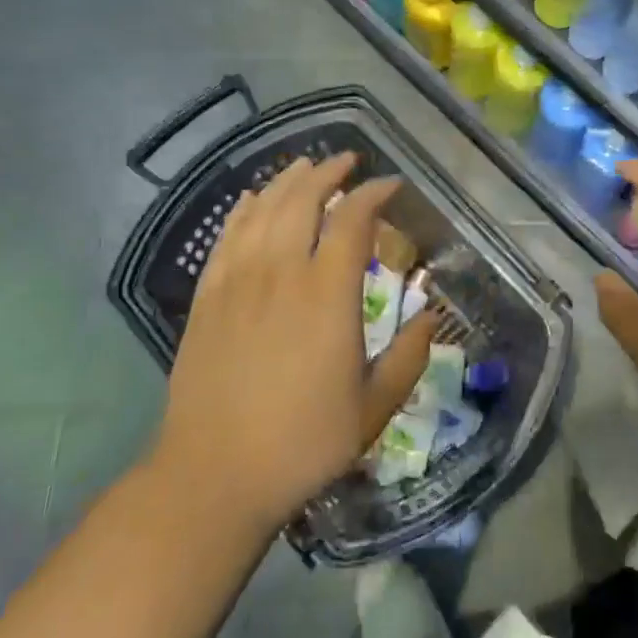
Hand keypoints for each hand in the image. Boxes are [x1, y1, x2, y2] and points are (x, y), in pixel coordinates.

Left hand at [154, 153, 434, 537]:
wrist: (214, 475)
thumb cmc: (302, 443)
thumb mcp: (372, 408)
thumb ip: (408, 357)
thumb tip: (430, 317)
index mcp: (327, 295)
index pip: (352, 221)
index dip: (373, 194)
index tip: (390, 185)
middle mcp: (282, 273)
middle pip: (302, 200)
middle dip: (327, 172)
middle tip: (347, 162)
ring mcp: (238, 282)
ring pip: (263, 210)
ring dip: (286, 181)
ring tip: (304, 166)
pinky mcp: (207, 297)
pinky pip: (227, 237)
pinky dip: (243, 210)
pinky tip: (252, 199)